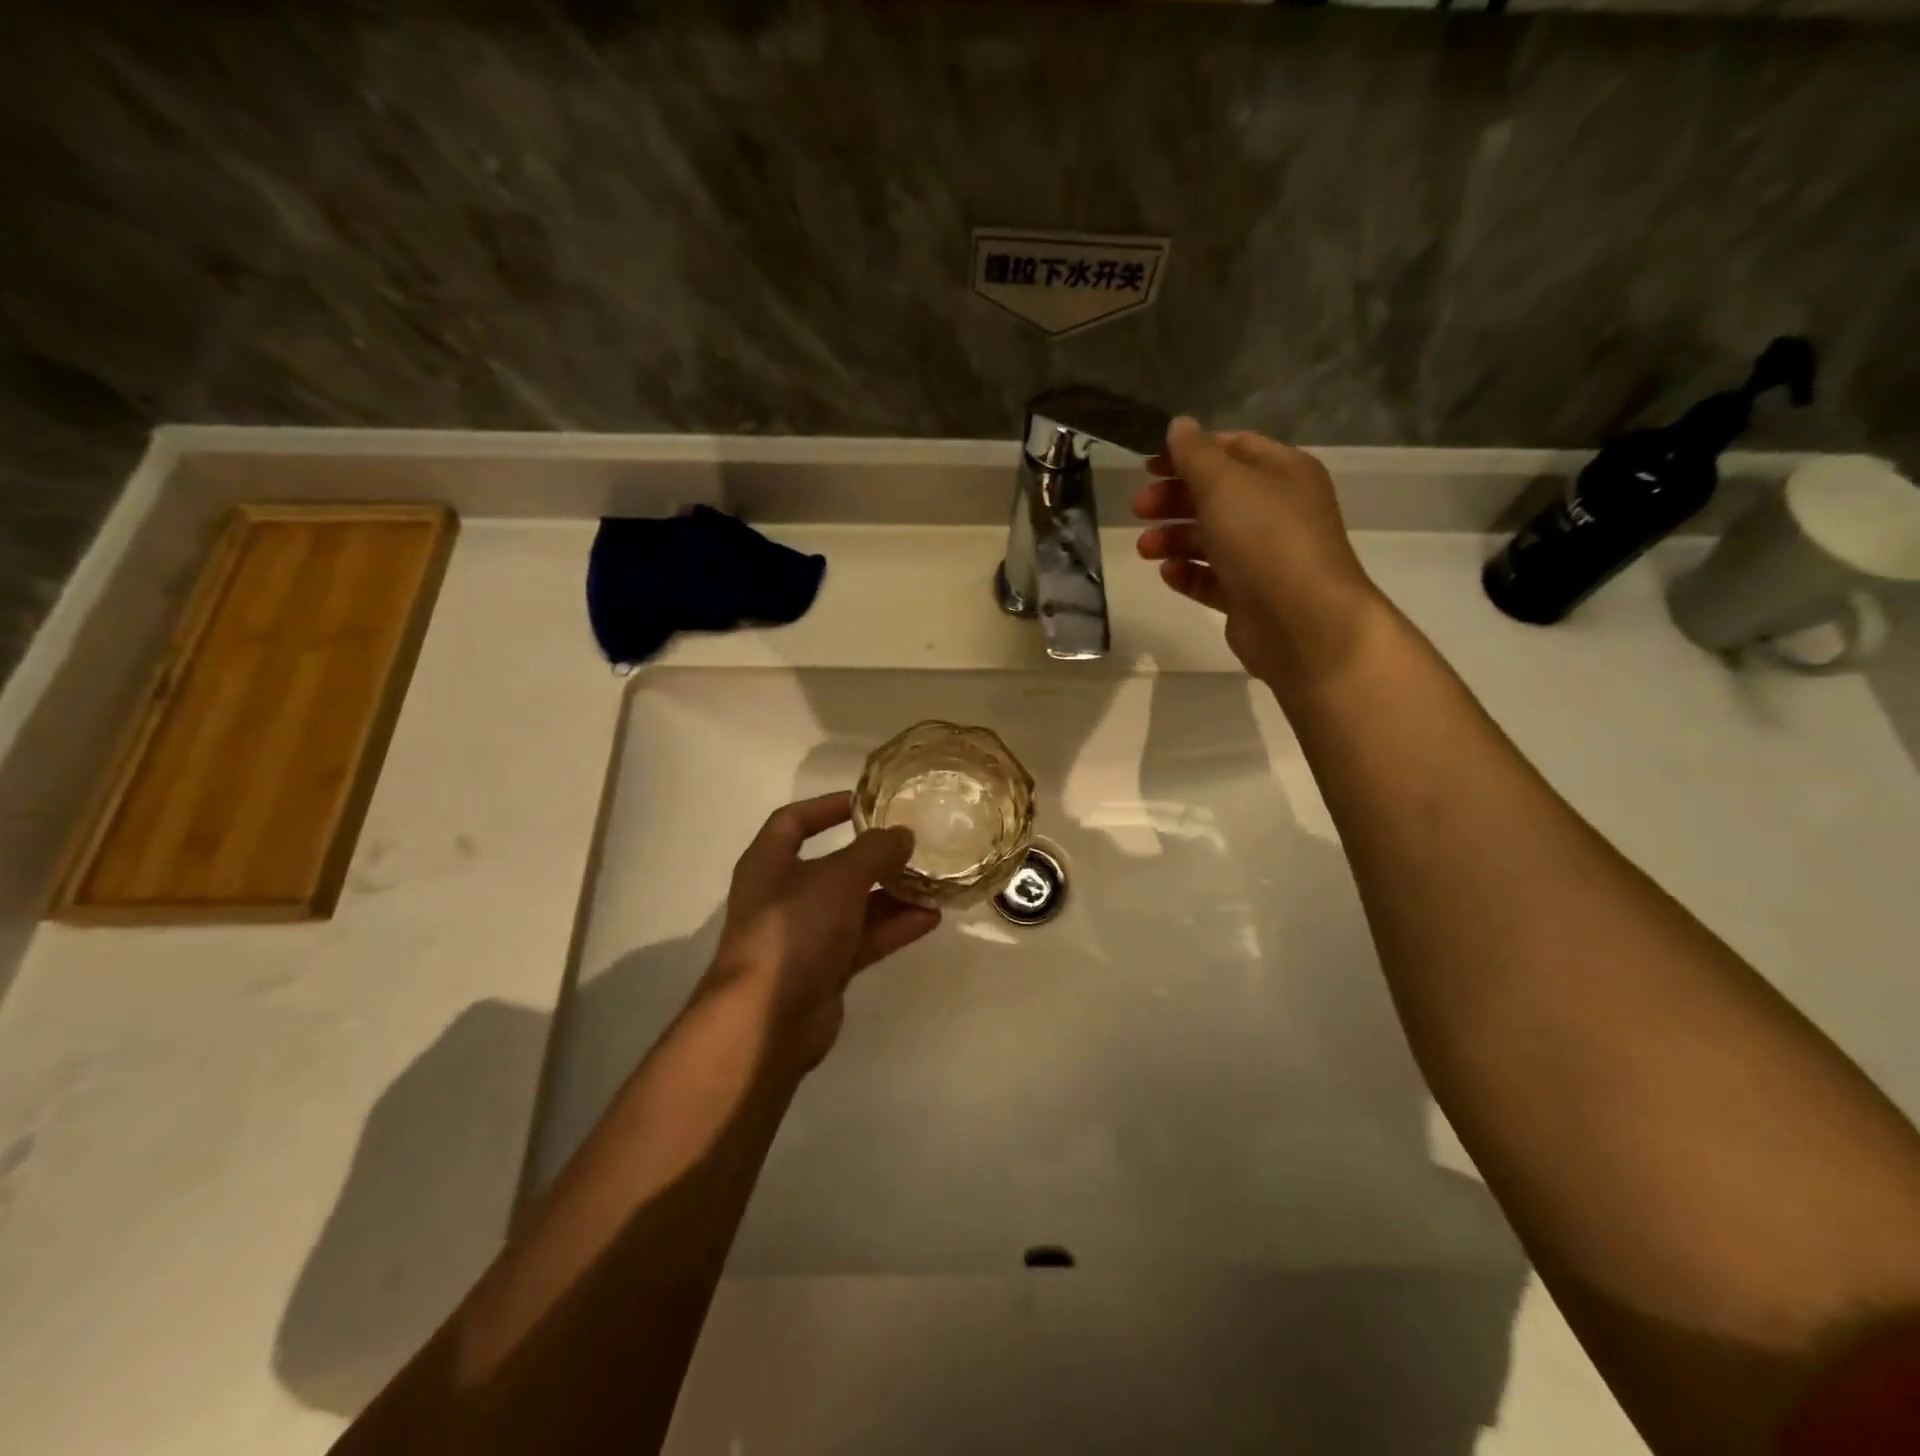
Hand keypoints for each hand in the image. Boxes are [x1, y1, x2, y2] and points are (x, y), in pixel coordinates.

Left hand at [703, 791, 940, 1070]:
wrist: (767, 1019)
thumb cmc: (793, 929)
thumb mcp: (838, 877)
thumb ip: (875, 851)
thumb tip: (903, 834)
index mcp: (769, 864)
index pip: (793, 822)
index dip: (825, 807)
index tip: (865, 802)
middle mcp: (784, 896)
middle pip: (833, 867)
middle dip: (873, 857)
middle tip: (914, 844)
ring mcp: (804, 936)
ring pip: (854, 906)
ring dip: (891, 894)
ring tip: (934, 881)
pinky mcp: (825, 970)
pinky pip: (864, 940)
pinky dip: (894, 928)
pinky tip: (931, 918)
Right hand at [1135, 418, 1387, 693]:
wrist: (1302, 621)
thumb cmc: (1265, 539)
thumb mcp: (1226, 484)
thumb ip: (1195, 454)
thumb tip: (1179, 425)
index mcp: (1282, 473)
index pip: (1232, 449)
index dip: (1188, 453)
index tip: (1147, 466)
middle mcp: (1277, 510)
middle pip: (1216, 495)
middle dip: (1174, 500)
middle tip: (1139, 509)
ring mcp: (1264, 556)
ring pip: (1211, 539)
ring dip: (1174, 539)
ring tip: (1145, 549)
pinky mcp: (1250, 596)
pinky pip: (1212, 578)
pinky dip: (1189, 573)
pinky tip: (1168, 574)